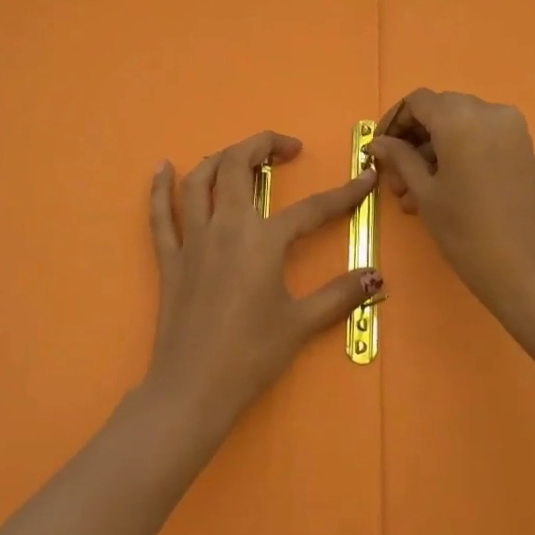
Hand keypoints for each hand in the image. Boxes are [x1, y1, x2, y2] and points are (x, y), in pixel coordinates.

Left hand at [142, 130, 380, 436]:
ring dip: (221, 158)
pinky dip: (159, 187)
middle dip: (264, 146)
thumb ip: (339, 294)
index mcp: (263, 240)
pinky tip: (162, 166)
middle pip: (238, 166)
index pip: (311, 208)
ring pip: (199, 180)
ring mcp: (192, 240)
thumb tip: (375, 276)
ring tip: (241, 156)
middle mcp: (225, 227)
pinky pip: (159, 214)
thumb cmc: (250, 355)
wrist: (192, 388)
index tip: (364, 179)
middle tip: (288, 150)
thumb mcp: (301, 324)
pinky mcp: (169, 258)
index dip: (343, 194)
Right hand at [369, 89, 534, 324]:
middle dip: (414, 138)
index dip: (394, 122)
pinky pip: (481, 137)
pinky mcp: (522, 148)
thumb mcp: (426, 194)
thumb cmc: (468, 233)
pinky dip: (457, 152)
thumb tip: (379, 143)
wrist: (530, 272)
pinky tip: (441, 188)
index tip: (379, 151)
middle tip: (396, 177)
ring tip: (413, 194)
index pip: (417, 101)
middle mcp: (489, 112)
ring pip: (460, 125)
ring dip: (433, 149)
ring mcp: (511, 128)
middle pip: (440, 110)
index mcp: (461, 119)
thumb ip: (400, 159)